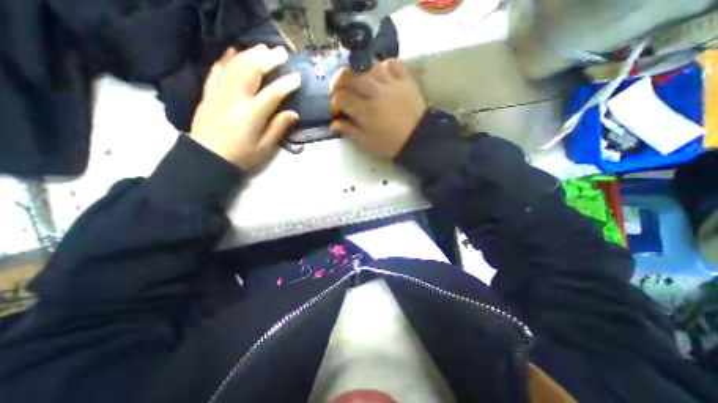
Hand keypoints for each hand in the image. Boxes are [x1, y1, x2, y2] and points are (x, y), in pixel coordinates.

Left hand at [191, 44, 300, 169]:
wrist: (208, 158)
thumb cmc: (241, 156)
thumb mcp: (265, 147)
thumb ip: (278, 128)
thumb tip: (294, 114)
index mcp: (252, 114)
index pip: (273, 93)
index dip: (287, 84)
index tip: (297, 77)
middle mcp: (235, 98)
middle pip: (252, 71)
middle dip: (268, 59)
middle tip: (281, 53)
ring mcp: (219, 93)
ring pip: (235, 66)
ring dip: (250, 54)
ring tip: (262, 48)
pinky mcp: (208, 94)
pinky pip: (216, 71)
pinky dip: (225, 59)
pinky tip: (234, 51)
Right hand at [331, 58, 424, 156]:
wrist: (417, 139)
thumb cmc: (390, 144)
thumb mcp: (367, 142)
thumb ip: (349, 131)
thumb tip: (333, 125)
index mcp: (367, 112)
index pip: (343, 98)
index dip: (335, 103)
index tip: (337, 110)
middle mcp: (377, 93)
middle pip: (351, 76)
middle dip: (339, 82)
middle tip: (340, 90)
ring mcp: (393, 84)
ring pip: (369, 66)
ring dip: (359, 73)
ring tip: (358, 82)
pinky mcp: (406, 80)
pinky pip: (392, 63)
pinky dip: (382, 65)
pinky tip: (379, 75)